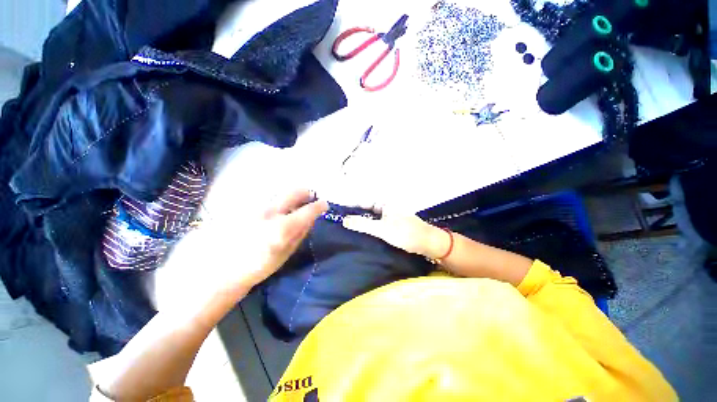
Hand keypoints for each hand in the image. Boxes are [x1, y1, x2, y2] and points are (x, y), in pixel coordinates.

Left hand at [157, 189, 327, 310]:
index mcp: (282, 228)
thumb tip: (311, 219)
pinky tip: (273, 211)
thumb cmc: (257, 267)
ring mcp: (255, 207)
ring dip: (290, 197)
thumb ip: (300, 234)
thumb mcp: (285, 254)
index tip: (324, 205)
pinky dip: (276, 201)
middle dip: (305, 192)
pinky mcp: (245, 206)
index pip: (308, 210)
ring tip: (292, 205)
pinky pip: (267, 199)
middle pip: (293, 192)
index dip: (319, 206)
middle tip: (310, 196)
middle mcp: (270, 212)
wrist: (219, 271)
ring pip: (280, 193)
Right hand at [342, 209, 450, 258]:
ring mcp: (389, 217)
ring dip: (361, 222)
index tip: (338, 213)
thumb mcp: (382, 229)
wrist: (427, 244)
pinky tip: (361, 234)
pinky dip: (368, 228)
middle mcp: (386, 207)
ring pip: (371, 218)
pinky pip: (376, 225)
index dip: (351, 206)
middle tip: (340, 223)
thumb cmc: (406, 233)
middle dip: (354, 215)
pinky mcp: (391, 226)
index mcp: (384, 203)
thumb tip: (344, 220)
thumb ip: (363, 224)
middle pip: (366, 209)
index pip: (363, 201)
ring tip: (346, 229)